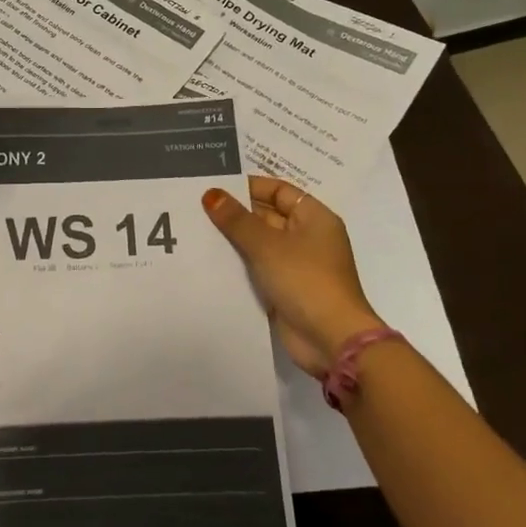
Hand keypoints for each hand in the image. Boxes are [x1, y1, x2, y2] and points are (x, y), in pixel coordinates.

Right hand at [203, 178, 380, 376]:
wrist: (330, 340)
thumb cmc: (305, 280)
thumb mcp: (267, 245)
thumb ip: (236, 219)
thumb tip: (211, 194)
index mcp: (314, 218)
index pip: (278, 190)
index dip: (248, 186)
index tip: (215, 186)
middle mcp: (307, 237)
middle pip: (267, 215)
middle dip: (236, 212)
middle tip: (195, 206)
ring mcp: (297, 264)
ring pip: (259, 242)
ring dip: (233, 238)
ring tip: (195, 229)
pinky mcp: (285, 288)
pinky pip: (257, 267)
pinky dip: (238, 262)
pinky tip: (208, 259)